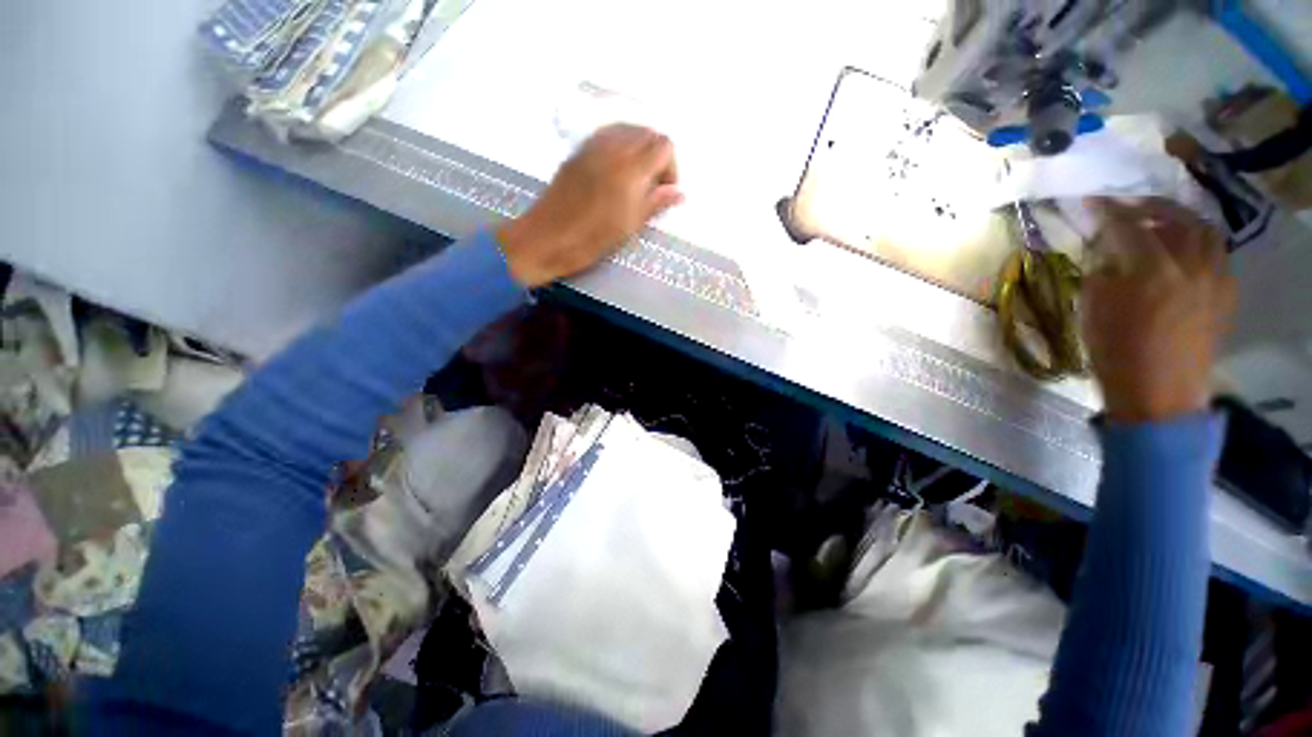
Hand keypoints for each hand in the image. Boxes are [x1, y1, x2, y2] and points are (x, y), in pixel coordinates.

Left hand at [497, 124, 682, 286]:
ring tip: (634, 182)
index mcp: (630, 168)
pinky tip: (616, 173)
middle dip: (657, 157)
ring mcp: (593, 145)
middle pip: (648, 133)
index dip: (671, 168)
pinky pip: (609, 135)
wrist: (546, 238)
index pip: (664, 146)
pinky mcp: (579, 150)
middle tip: (651, 188)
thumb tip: (679, 193)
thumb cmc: (591, 239)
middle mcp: (614, 147)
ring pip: (629, 130)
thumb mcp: (629, 225)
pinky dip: (621, 147)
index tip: (664, 192)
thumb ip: (656, 203)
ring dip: (639, 150)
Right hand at [1081, 198, 1236, 423]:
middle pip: (1177, 218)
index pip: (1128, 227)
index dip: (1108, 211)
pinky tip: (1183, 254)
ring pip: (1205, 232)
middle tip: (1130, 208)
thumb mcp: (1093, 310)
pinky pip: (1217, 255)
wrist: (1159, 394)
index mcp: (1151, 271)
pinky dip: (1198, 244)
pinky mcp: (1226, 294)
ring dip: (1181, 221)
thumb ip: (1101, 272)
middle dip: (1151, 207)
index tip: (1093, 201)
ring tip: (1161, 226)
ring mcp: (1215, 279)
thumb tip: (1105, 250)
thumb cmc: (1116, 354)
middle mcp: (1191, 266)